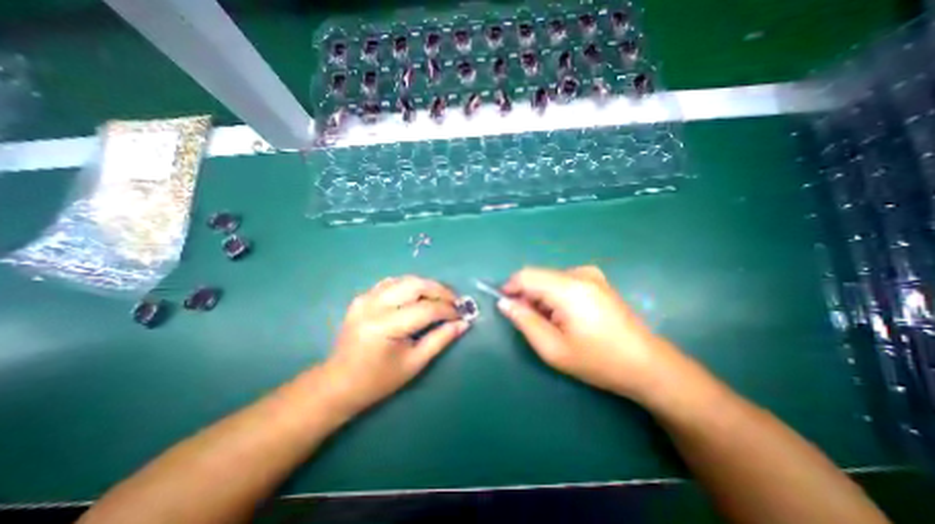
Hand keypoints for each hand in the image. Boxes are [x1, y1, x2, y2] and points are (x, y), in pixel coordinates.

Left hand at [325, 276, 470, 414]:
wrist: (338, 383)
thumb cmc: (378, 380)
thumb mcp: (414, 363)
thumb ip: (440, 339)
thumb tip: (463, 323)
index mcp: (385, 327)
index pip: (426, 309)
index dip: (448, 309)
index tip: (462, 314)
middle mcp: (374, 306)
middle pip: (415, 285)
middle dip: (440, 290)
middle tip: (454, 301)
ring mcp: (365, 298)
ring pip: (405, 279)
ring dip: (427, 286)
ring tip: (440, 298)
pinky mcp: (362, 297)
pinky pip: (392, 283)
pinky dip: (410, 286)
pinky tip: (418, 297)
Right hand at [497, 267, 684, 399]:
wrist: (648, 364)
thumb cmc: (598, 361)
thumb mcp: (553, 349)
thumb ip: (524, 321)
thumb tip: (504, 303)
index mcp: (569, 288)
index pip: (526, 275)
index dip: (510, 287)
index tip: (505, 306)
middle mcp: (579, 274)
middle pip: (538, 276)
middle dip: (527, 296)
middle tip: (531, 323)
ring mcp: (591, 275)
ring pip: (549, 279)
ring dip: (541, 297)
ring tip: (552, 323)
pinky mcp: (597, 280)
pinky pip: (563, 281)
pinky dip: (555, 295)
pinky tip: (566, 316)